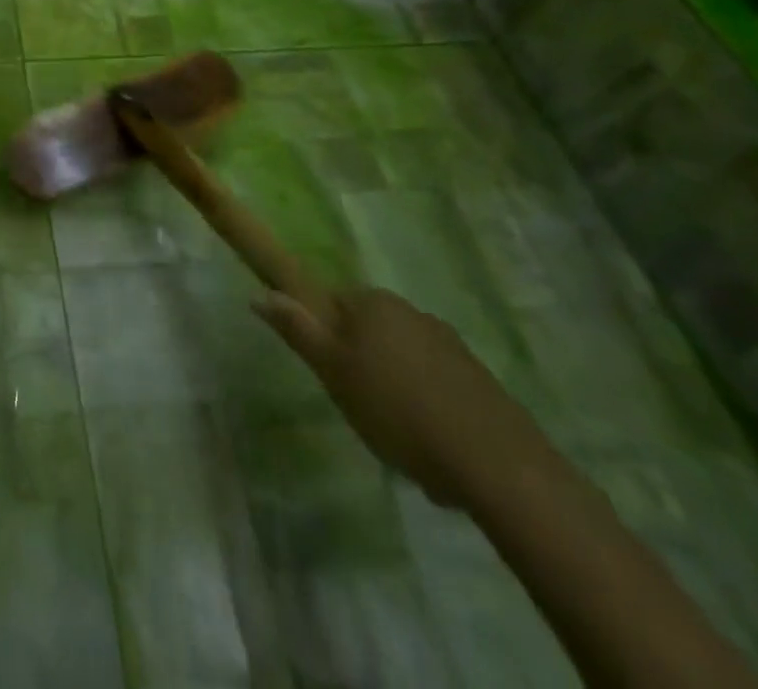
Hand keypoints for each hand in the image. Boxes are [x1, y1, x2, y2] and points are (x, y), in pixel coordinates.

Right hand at [256, 286, 555, 511]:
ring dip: (394, 386)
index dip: (325, 337)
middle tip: (357, 405)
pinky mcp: (479, 379)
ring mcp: (450, 343)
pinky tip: (430, 443)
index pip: (332, 304)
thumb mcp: (333, 372)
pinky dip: (427, 405)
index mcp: (373, 303)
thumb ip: (297, 330)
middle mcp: (411, 311)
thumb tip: (259, 293)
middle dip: (360, 363)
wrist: (497, 465)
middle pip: (368, 330)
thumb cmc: (398, 410)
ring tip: (396, 433)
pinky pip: (435, 383)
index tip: (329, 374)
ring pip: (402, 358)